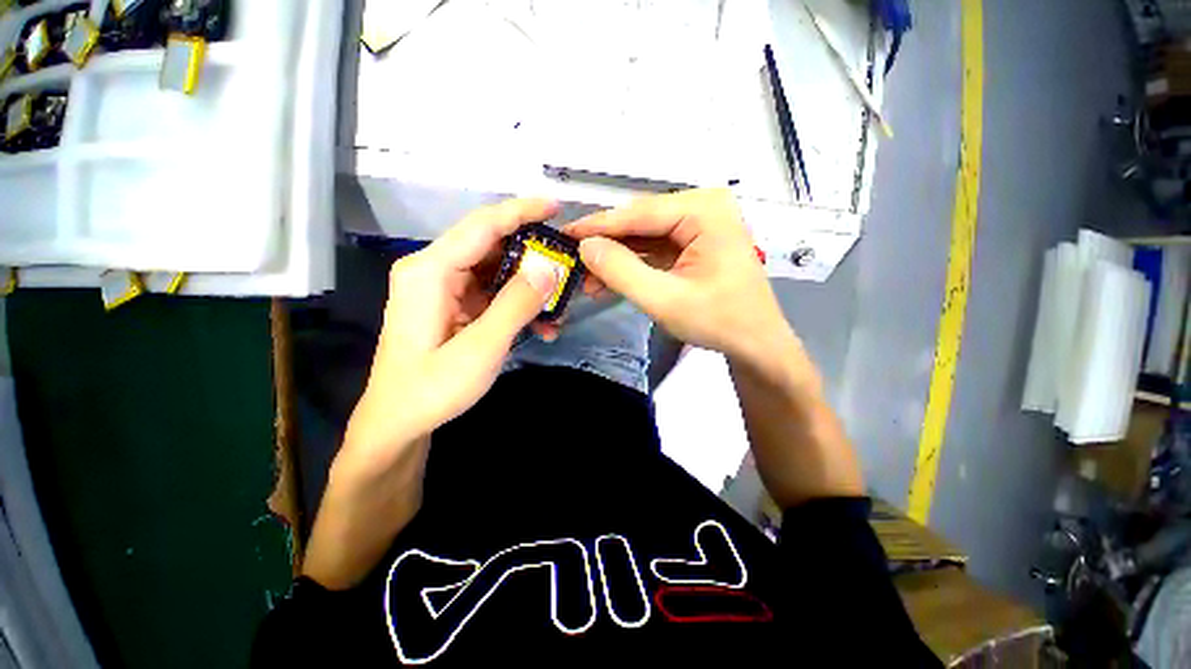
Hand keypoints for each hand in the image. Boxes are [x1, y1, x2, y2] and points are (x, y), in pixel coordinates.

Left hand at [343, 198, 562, 471]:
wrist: (398, 422)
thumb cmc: (432, 388)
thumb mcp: (481, 348)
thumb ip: (515, 305)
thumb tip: (549, 268)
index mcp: (430, 271)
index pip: (483, 225)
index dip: (521, 211)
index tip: (556, 206)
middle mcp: (433, 270)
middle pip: (491, 245)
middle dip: (533, 254)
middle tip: (568, 263)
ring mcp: (442, 288)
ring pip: (495, 271)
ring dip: (528, 286)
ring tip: (560, 305)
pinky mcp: (451, 305)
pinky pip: (491, 293)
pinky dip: (517, 304)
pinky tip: (540, 326)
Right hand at [570, 189, 862, 507]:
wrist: (756, 344)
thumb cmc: (719, 321)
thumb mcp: (665, 299)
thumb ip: (622, 271)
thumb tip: (586, 247)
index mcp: (704, 211)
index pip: (640, 213)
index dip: (598, 226)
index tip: (565, 235)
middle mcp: (703, 208)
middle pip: (641, 223)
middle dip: (607, 247)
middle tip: (574, 264)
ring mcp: (700, 226)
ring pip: (645, 237)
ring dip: (617, 259)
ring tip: (588, 281)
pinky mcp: (694, 244)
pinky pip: (655, 249)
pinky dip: (633, 265)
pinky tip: (610, 281)